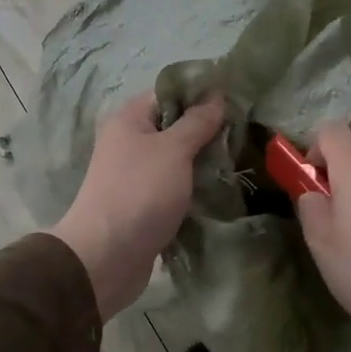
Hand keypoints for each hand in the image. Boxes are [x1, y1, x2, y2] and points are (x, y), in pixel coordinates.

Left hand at [48, 91, 224, 320]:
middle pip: (176, 126)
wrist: (106, 257)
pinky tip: (222, 189)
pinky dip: (196, 188)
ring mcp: (137, 175)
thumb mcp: (173, 149)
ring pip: (179, 159)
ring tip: (239, 162)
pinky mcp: (146, 203)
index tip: (236, 102)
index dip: (202, 95)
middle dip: (209, 131)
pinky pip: (176, 186)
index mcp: (130, 119)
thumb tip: (216, 94)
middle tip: (244, 136)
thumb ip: (197, 122)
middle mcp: (130, 142)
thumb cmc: (139, 192)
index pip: (170, 94)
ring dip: (205, 162)